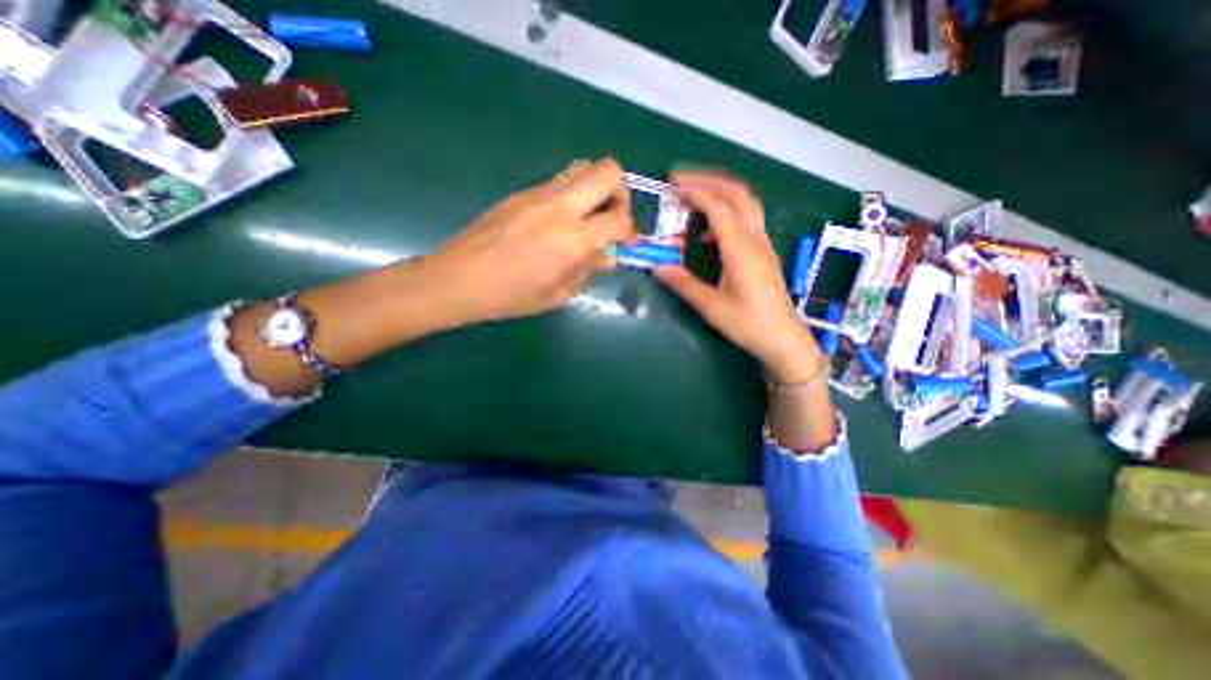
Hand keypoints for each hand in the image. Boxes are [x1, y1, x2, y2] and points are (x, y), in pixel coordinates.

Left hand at [416, 160, 633, 326]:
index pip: (619, 220)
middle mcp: (560, 207)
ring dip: (596, 188)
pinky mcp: (522, 192)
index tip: (627, 244)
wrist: (457, 278)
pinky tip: (558, 223)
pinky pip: (558, 182)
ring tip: (589, 218)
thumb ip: (586, 271)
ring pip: (583, 168)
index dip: (631, 232)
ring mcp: (538, 193)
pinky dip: (572, 196)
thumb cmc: (509, 296)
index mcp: (571, 239)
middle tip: (613, 217)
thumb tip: (606, 257)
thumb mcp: (556, 294)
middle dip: (621, 193)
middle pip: (608, 171)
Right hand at [652, 170, 821, 380]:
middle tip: (679, 181)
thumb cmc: (748, 324)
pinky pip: (746, 219)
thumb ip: (684, 284)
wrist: (783, 338)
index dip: (695, 192)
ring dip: (719, 192)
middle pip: (737, 193)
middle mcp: (754, 239)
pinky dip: (725, 213)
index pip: (719, 207)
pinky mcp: (763, 251)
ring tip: (692, 197)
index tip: (671, 187)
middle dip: (707, 181)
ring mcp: (762, 243)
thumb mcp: (711, 307)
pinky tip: (708, 233)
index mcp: (741, 249)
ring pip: (745, 202)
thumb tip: (658, 266)